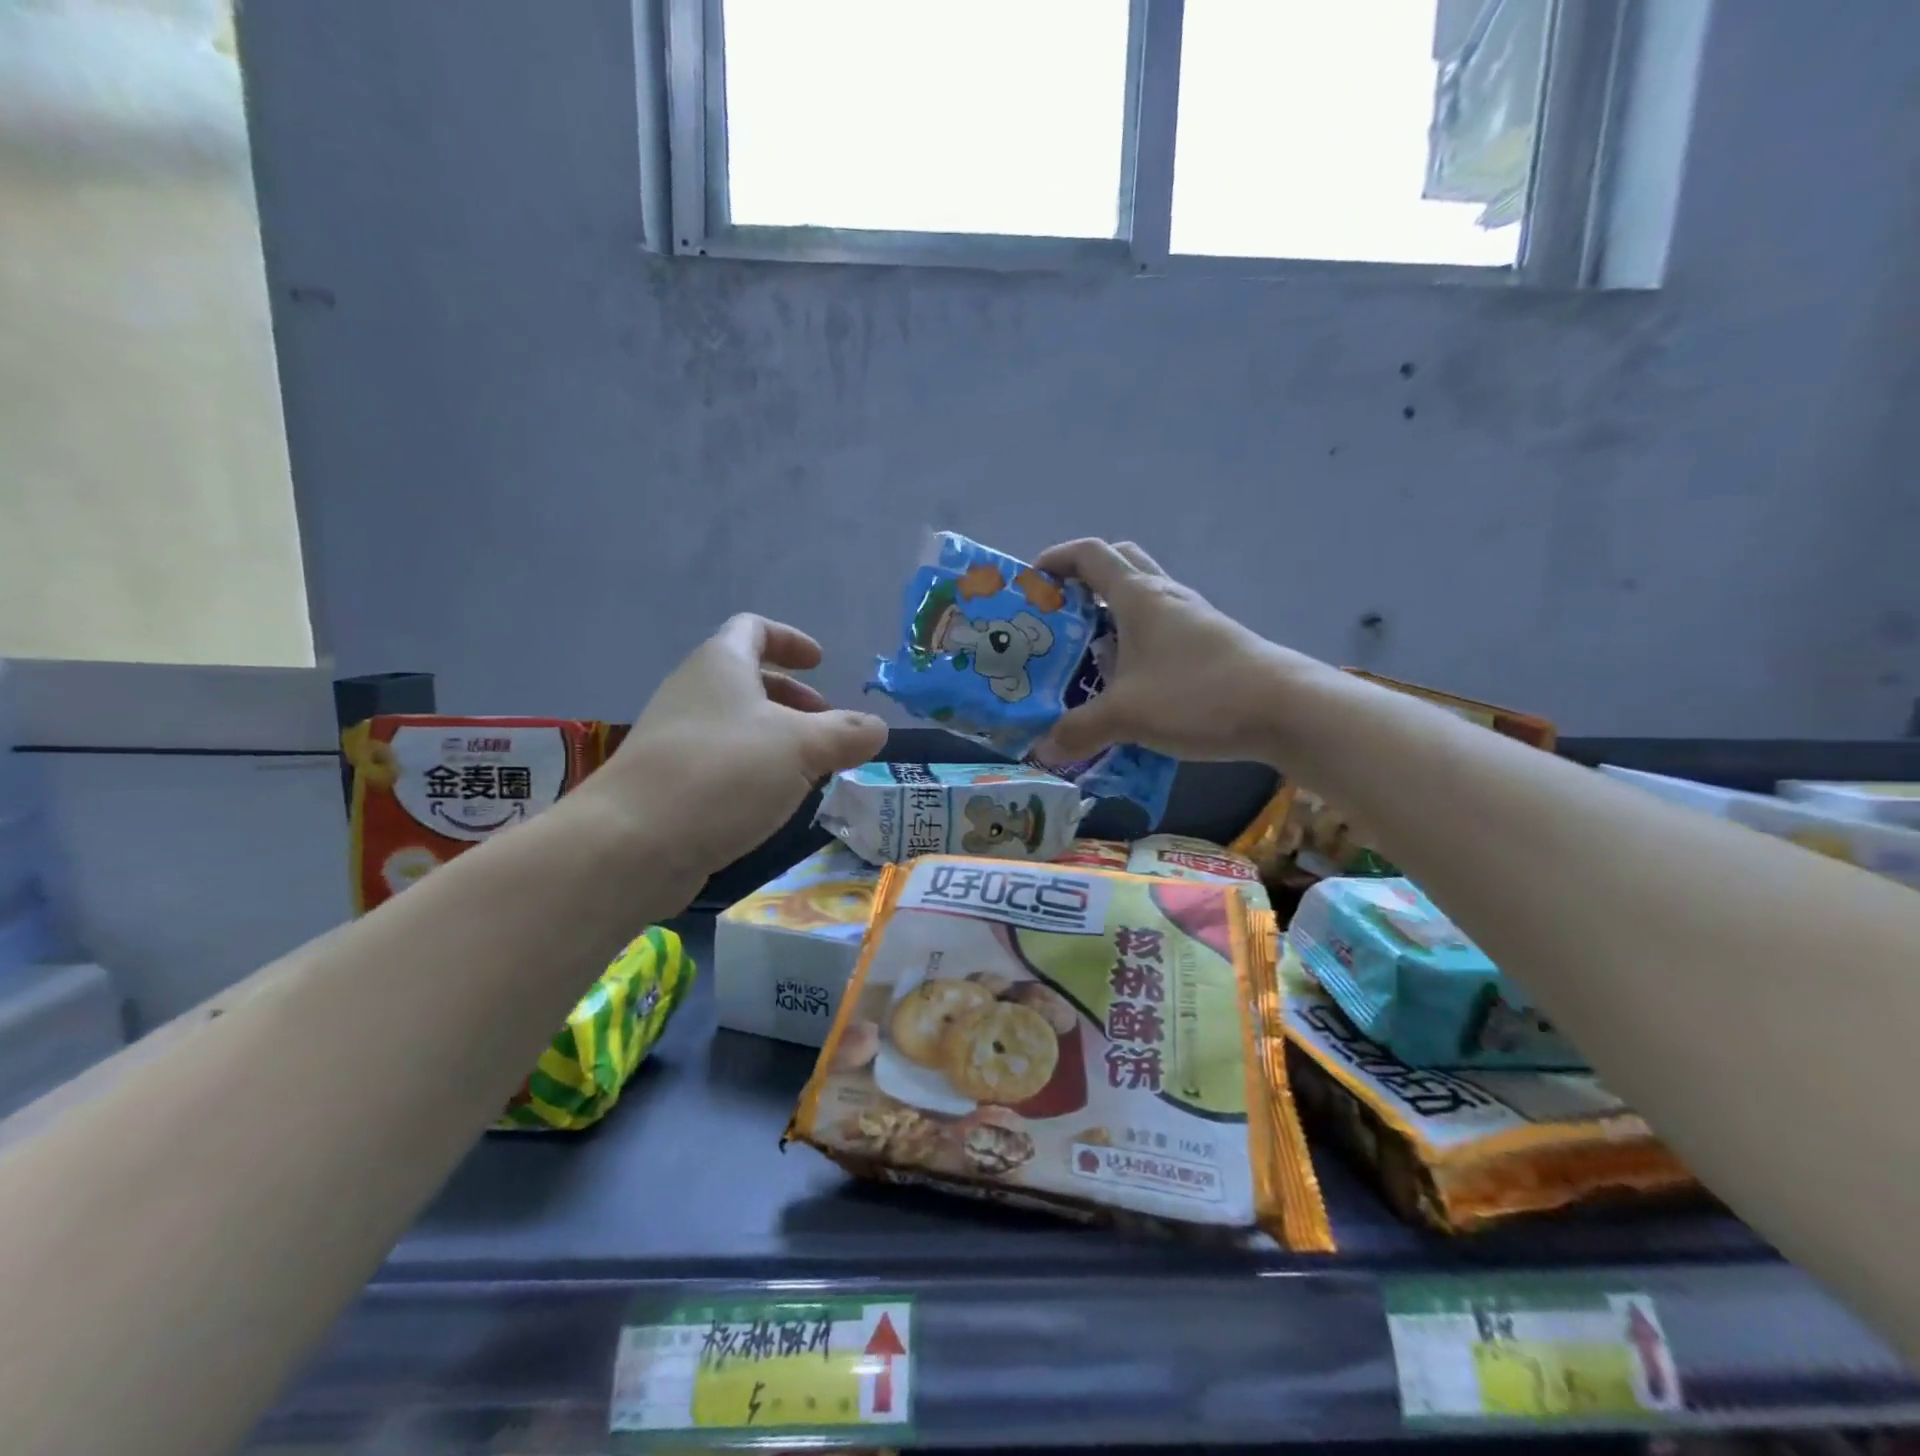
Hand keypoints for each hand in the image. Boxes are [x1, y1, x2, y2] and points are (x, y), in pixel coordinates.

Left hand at [582, 615, 887, 892]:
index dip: (790, 640)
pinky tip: (774, 801)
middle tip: (826, 725)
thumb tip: (877, 728)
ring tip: (810, 768)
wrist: (632, 843)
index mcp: (720, 665)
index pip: (753, 629)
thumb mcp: (802, 749)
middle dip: (792, 697)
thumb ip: (846, 734)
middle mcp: (693, 692)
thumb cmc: (723, 774)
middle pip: (747, 678)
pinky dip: (754, 769)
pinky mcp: (669, 782)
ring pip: (736, 724)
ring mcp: (675, 738)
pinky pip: (722, 760)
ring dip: (776, 737)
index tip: (820, 663)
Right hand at [1034, 539, 1316, 764]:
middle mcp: (1166, 596)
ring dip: (1111, 614)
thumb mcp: (1127, 715)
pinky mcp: (1210, 644)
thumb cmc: (1197, 695)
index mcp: (1139, 597)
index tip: (1031, 582)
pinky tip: (1129, 682)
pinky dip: (1137, 642)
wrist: (1286, 710)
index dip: (1056, 559)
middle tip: (1060, 614)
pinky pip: (1162, 629)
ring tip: (1086, 654)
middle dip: (1084, 580)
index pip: (1091, 554)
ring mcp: (1192, 619)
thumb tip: (1043, 749)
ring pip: (1142, 598)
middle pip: (1120, 564)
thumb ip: (1079, 730)